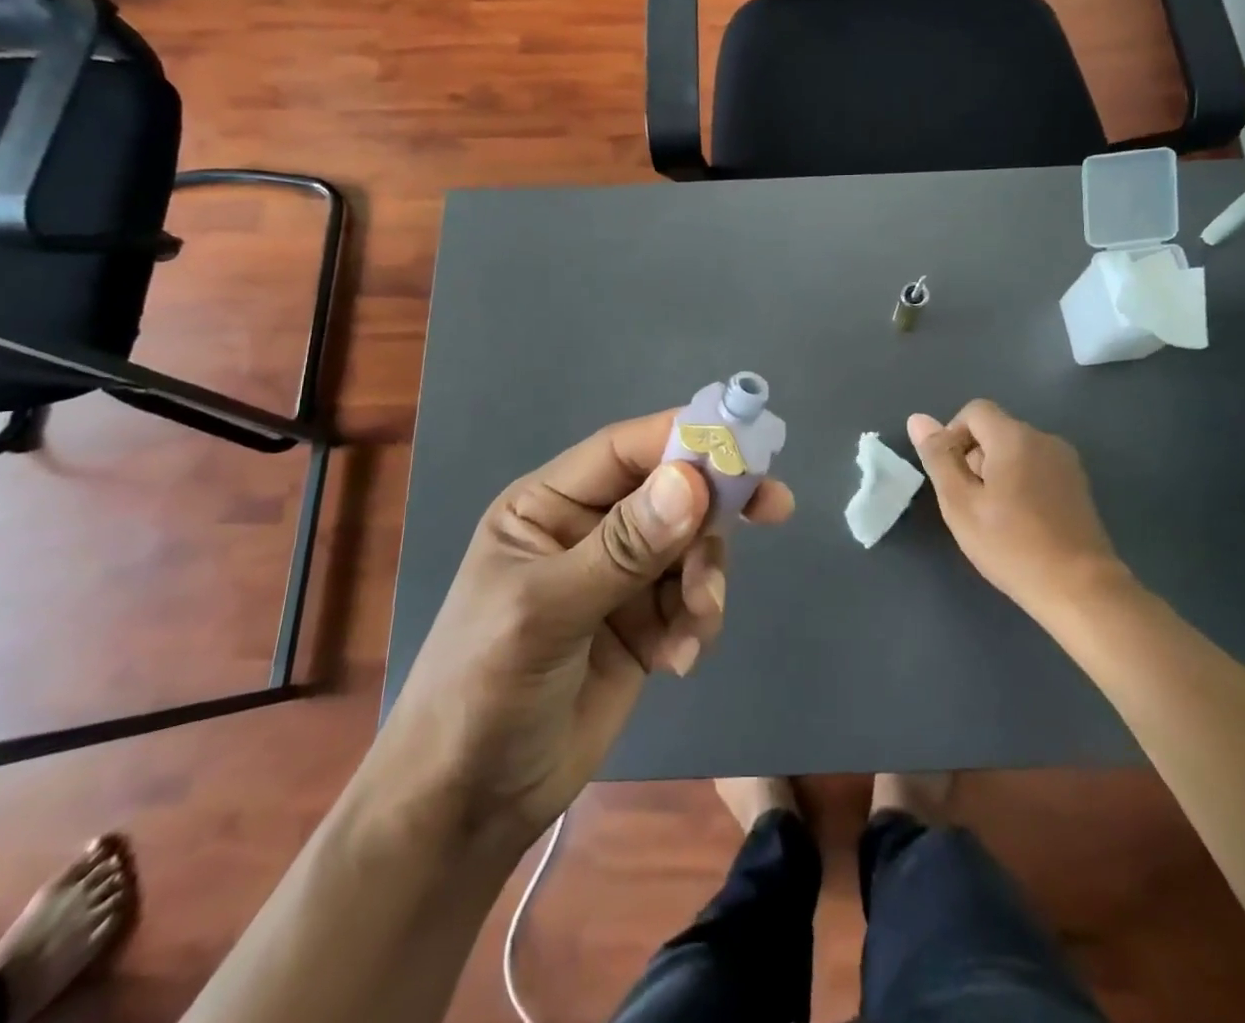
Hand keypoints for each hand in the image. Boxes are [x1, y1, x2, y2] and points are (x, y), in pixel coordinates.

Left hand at [363, 410, 792, 861]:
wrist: (469, 805)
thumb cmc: (484, 689)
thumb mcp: (547, 611)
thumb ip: (623, 548)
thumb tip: (693, 481)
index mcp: (549, 504)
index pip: (626, 451)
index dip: (685, 439)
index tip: (746, 447)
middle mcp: (588, 529)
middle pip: (671, 493)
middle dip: (714, 511)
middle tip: (774, 508)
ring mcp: (618, 578)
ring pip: (690, 547)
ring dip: (705, 580)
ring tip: (696, 624)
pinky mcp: (641, 625)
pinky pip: (690, 600)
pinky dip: (697, 622)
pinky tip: (678, 661)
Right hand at [907, 399, 1129, 616]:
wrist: (1080, 589)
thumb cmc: (1011, 544)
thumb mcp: (960, 503)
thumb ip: (938, 457)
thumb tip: (918, 419)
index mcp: (1014, 437)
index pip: (974, 411)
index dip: (952, 435)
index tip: (951, 477)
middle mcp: (1044, 439)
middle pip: (995, 430)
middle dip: (974, 457)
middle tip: (969, 503)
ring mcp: (1066, 462)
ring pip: (1016, 451)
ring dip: (996, 472)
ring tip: (994, 516)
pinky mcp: (1078, 486)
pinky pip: (1037, 468)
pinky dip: (1020, 483)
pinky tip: (1020, 522)